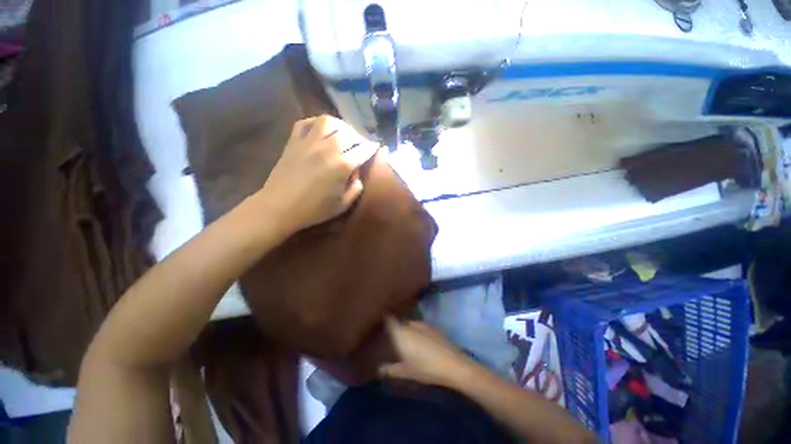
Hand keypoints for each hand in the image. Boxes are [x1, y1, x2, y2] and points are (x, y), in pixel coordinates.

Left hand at [256, 115, 378, 234]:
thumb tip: (357, 173)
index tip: (376, 147)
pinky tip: (321, 131)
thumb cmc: (314, 210)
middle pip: (349, 133)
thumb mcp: (343, 205)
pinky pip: (305, 122)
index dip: (372, 148)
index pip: (363, 150)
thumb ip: (356, 188)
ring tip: (343, 135)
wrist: (279, 207)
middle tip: (360, 145)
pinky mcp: (293, 141)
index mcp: (342, 165)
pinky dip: (316, 123)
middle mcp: (327, 148)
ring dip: (340, 126)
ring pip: (328, 121)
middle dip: (359, 137)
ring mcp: (308, 142)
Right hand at [380, 317, 475, 387]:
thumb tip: (379, 369)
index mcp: (402, 333)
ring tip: (408, 340)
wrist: (452, 364)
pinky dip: (418, 331)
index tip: (381, 321)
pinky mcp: (433, 327)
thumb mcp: (407, 372)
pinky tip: (422, 342)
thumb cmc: (426, 368)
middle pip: (400, 322)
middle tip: (393, 337)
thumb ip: (392, 369)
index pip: (390, 320)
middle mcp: (411, 325)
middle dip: (397, 327)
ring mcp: (423, 324)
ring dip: (408, 329)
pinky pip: (421, 326)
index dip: (385, 319)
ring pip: (411, 324)